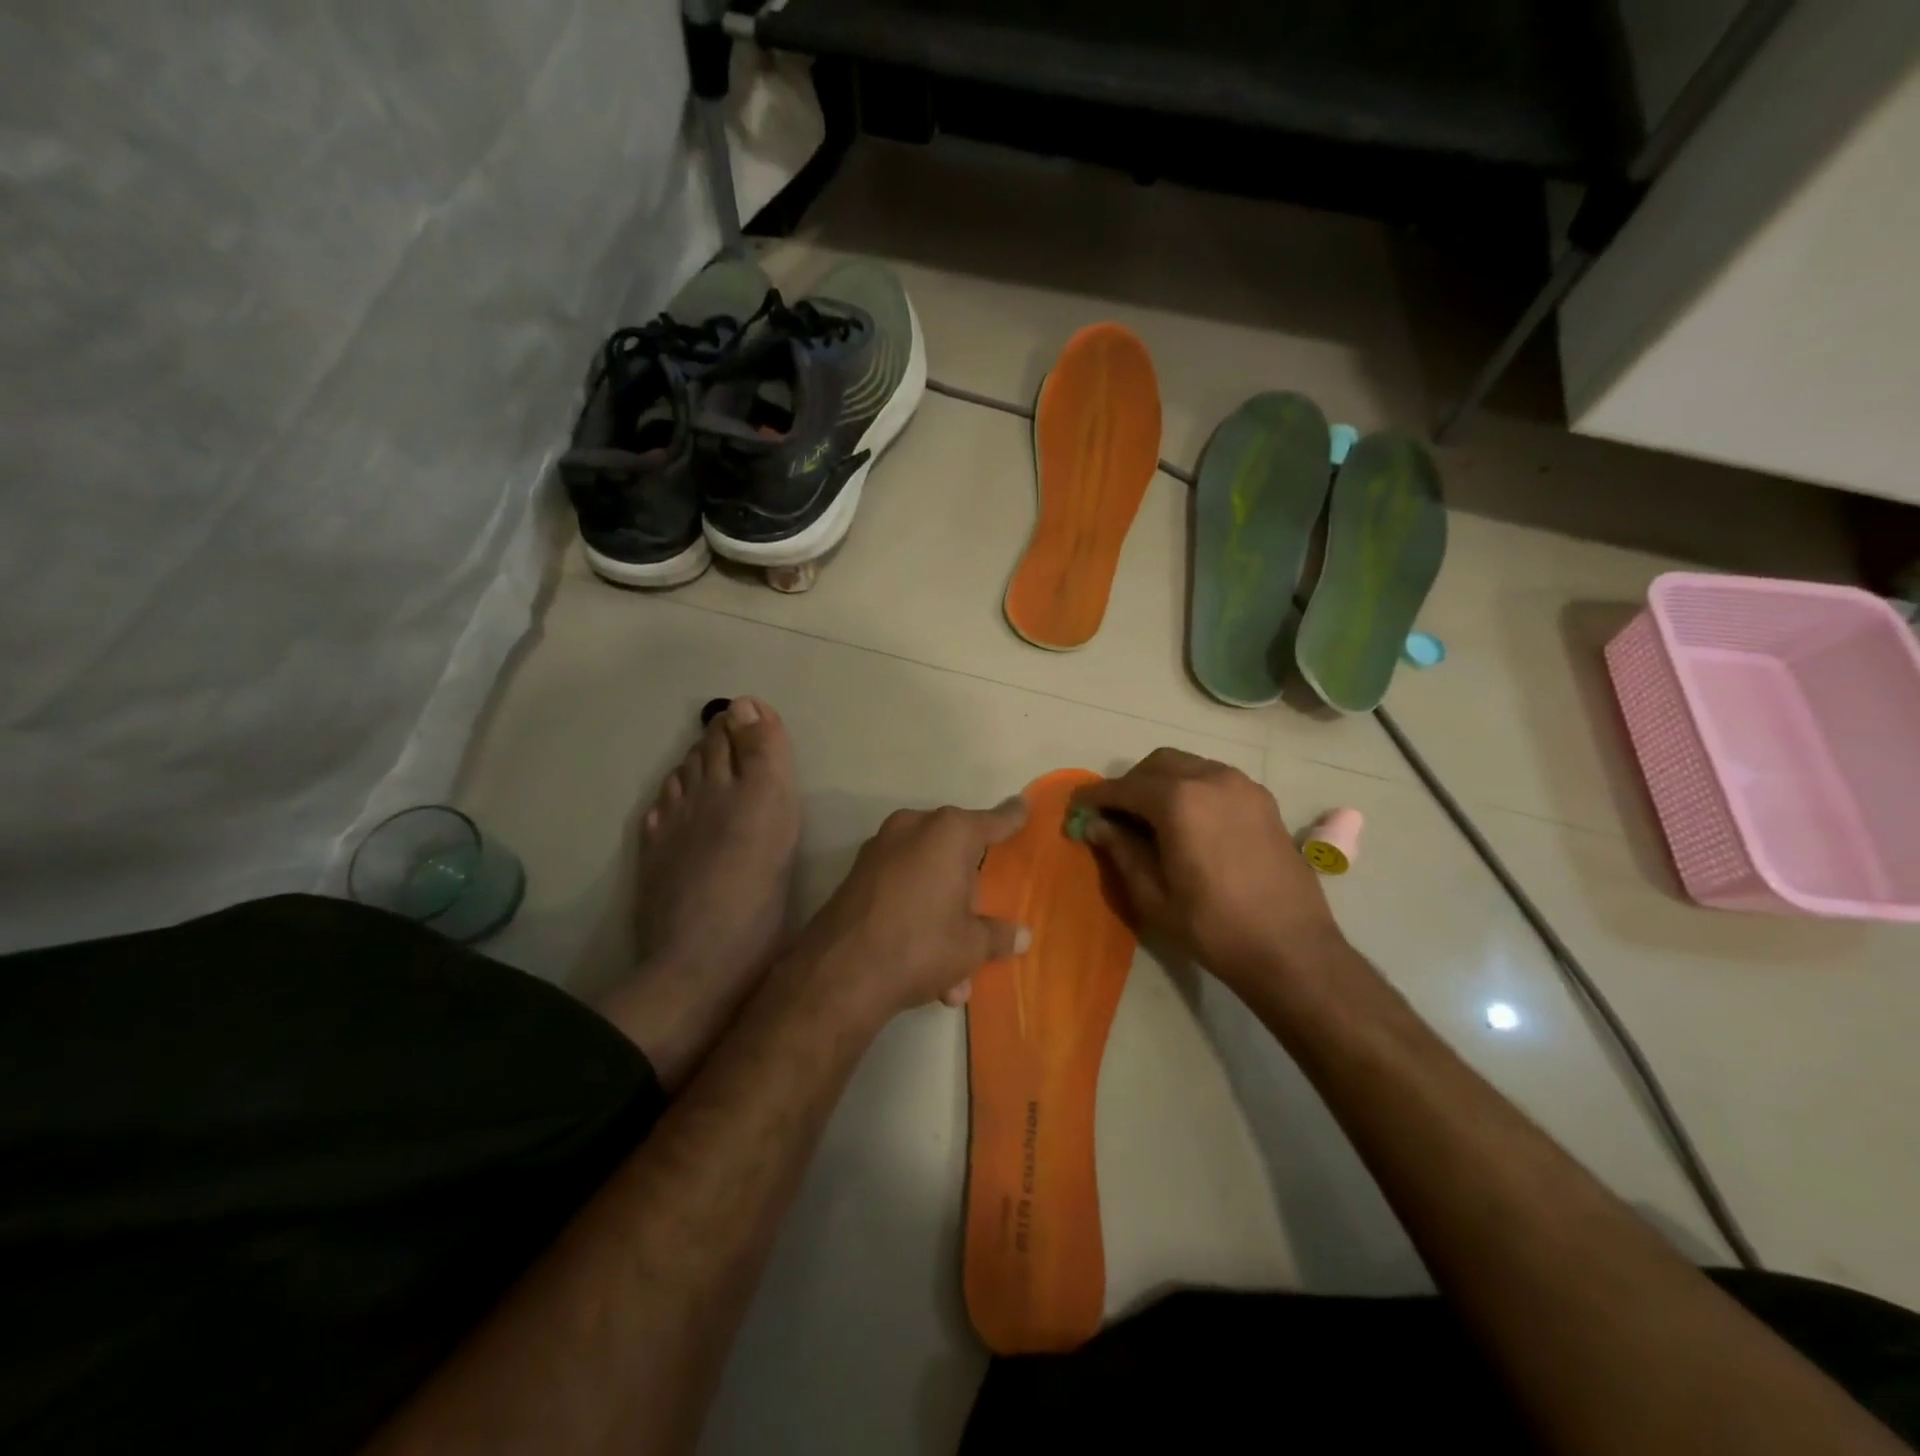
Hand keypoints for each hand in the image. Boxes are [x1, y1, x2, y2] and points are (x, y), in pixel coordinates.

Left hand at [798, 798, 1030, 1021]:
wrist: (840, 972)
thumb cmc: (921, 945)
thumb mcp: (971, 946)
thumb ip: (1000, 935)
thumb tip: (1023, 937)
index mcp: (950, 832)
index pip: (993, 821)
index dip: (1012, 818)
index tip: (1023, 806)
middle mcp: (914, 827)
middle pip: (957, 850)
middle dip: (971, 890)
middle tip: (982, 923)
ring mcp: (882, 847)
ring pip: (928, 876)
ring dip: (943, 918)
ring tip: (954, 976)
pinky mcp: (859, 872)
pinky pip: (903, 888)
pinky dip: (917, 917)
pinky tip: (926, 971)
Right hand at [1072, 748, 1342, 989]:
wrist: (1292, 949)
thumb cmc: (1213, 927)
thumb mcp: (1153, 895)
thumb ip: (1121, 851)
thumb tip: (1096, 824)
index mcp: (1180, 801)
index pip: (1125, 787)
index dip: (1096, 797)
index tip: (1077, 808)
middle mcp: (1211, 779)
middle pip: (1157, 764)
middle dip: (1131, 784)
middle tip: (1115, 816)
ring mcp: (1242, 786)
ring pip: (1189, 766)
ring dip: (1162, 783)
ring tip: (1151, 819)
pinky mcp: (1263, 800)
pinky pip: (1215, 779)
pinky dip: (1192, 788)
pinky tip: (1189, 823)